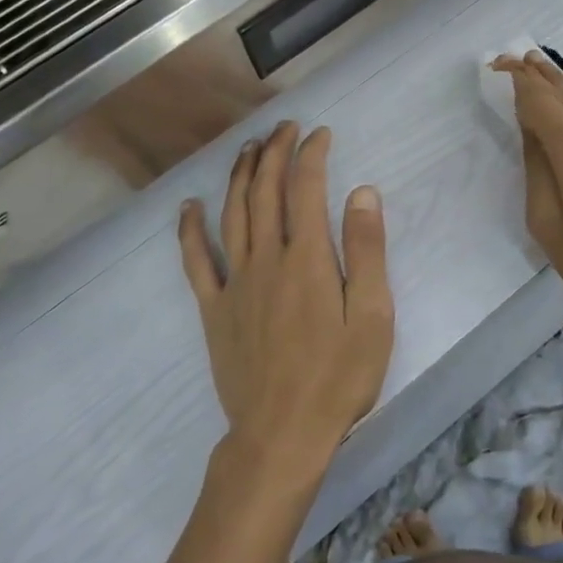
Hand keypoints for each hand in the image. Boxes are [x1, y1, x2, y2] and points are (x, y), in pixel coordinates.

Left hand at [178, 121, 393, 480]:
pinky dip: (190, 229)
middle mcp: (267, 259)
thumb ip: (367, 251)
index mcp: (308, 259)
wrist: (281, 435)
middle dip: (274, 152)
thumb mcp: (372, 316)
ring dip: (238, 176)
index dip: (311, 154)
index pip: (306, 188)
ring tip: (247, 149)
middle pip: (264, 191)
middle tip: (283, 128)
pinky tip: (190, 206)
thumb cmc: (338, 378)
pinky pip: (196, 261)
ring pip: (232, 214)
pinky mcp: (214, 309)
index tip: (319, 134)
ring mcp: (235, 283)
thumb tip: (362, 192)